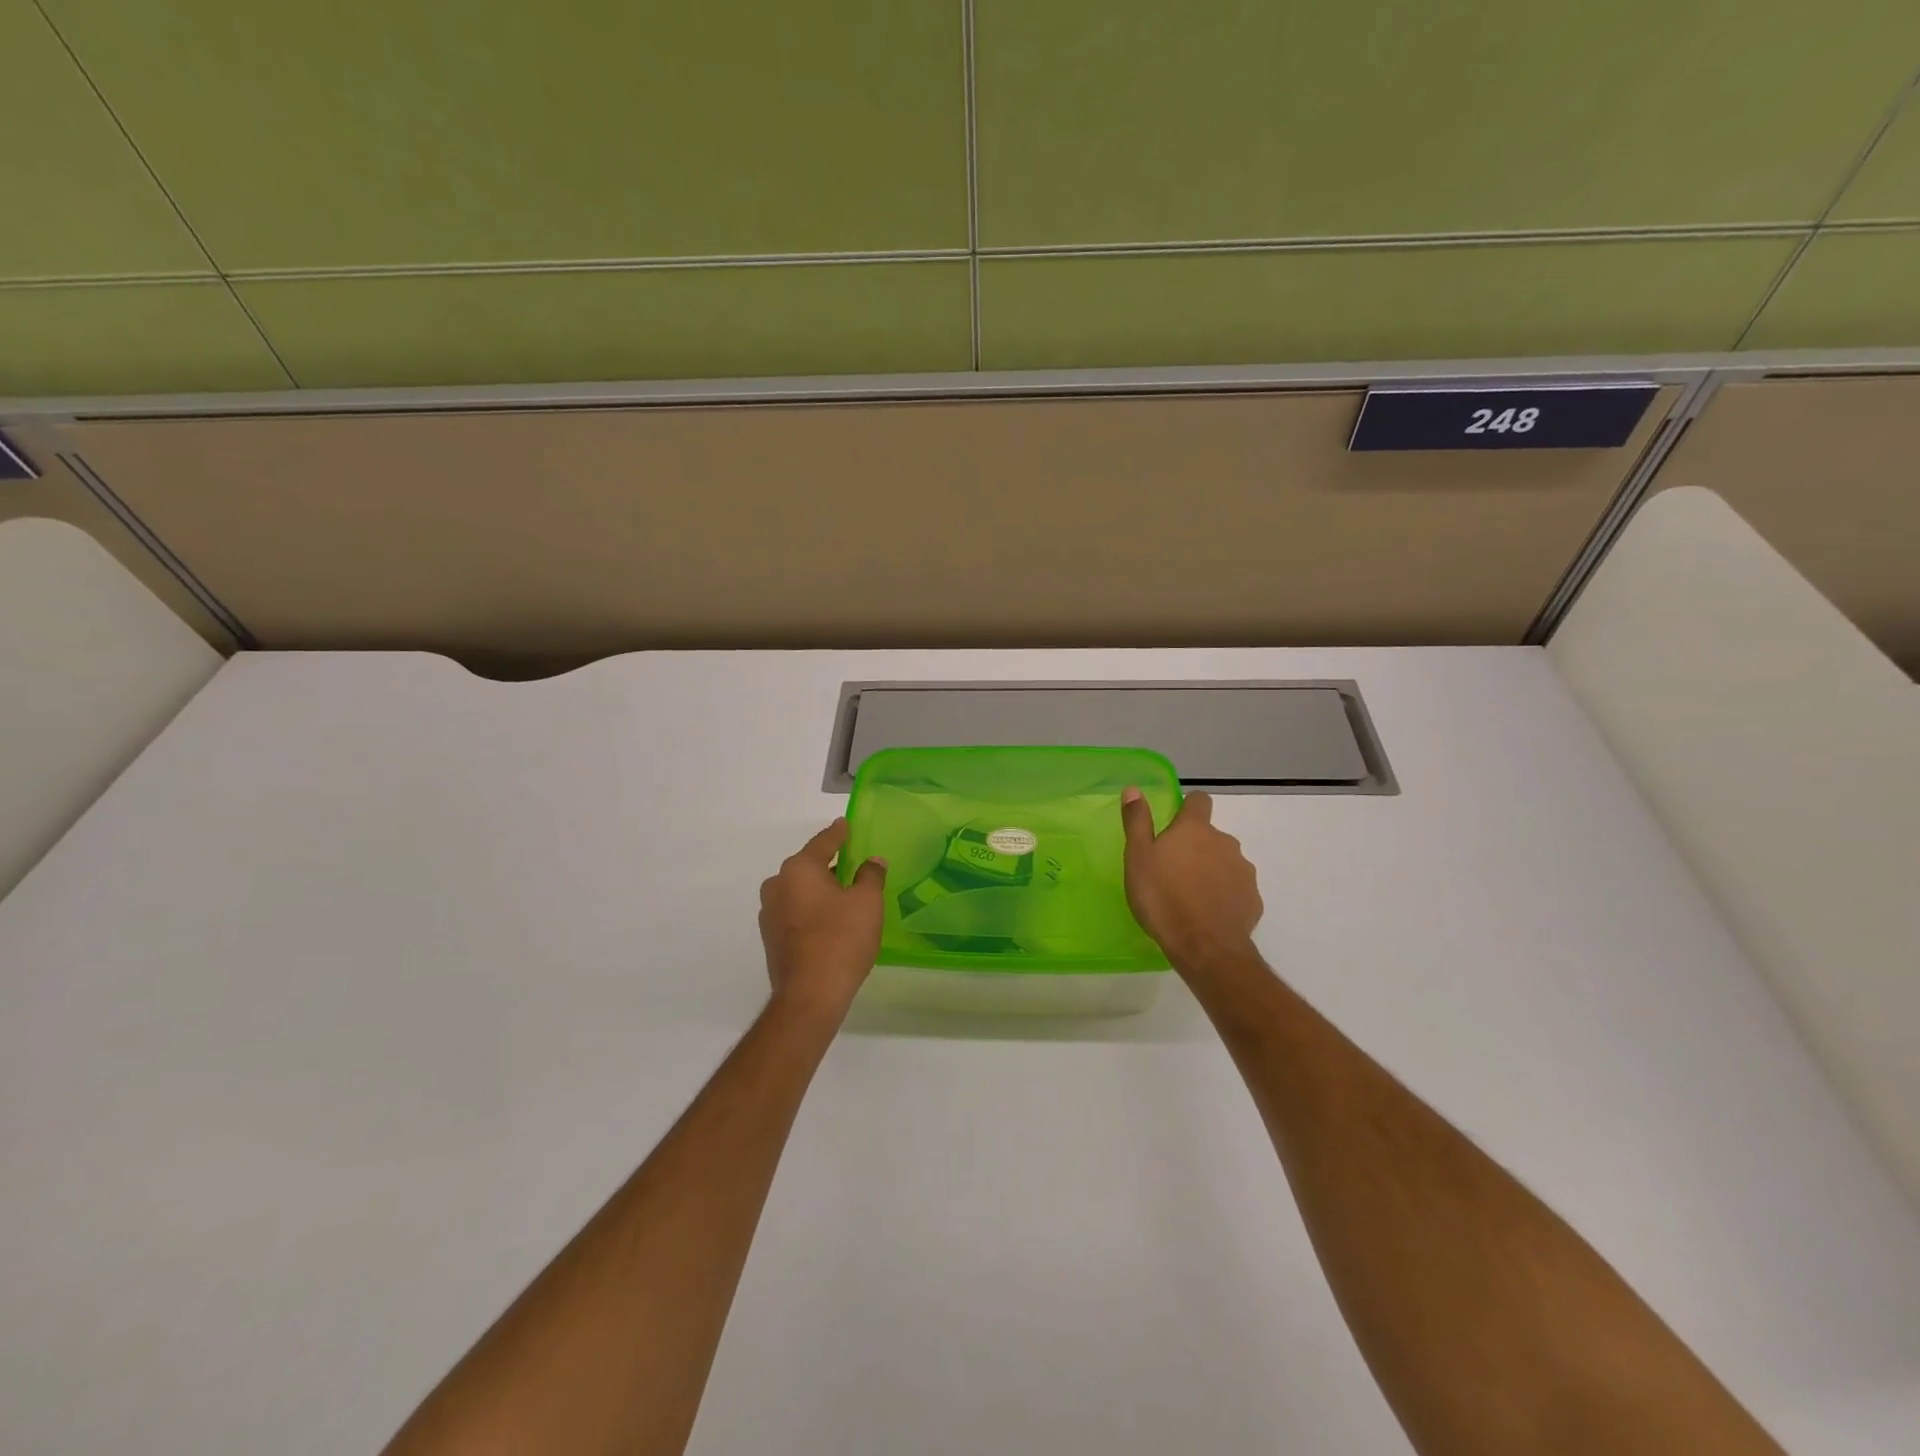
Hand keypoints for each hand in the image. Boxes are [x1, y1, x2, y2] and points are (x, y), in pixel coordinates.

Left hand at [759, 820, 886, 1018]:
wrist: (809, 996)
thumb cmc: (841, 940)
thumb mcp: (867, 903)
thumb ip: (871, 875)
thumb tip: (872, 861)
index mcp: (800, 868)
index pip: (823, 842)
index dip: (839, 833)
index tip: (846, 824)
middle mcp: (778, 884)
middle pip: (808, 865)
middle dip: (830, 863)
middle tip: (854, 863)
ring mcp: (769, 912)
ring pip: (800, 889)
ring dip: (820, 888)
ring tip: (845, 895)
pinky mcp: (770, 937)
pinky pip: (795, 910)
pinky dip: (811, 908)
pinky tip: (830, 920)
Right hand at [1120, 789, 1262, 967]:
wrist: (1205, 947)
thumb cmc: (1162, 898)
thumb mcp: (1138, 858)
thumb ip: (1137, 821)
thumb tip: (1134, 789)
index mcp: (1195, 829)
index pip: (1198, 800)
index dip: (1187, 807)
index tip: (1173, 824)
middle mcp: (1225, 842)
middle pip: (1210, 835)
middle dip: (1195, 846)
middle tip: (1172, 870)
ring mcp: (1243, 871)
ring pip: (1224, 861)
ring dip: (1210, 870)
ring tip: (1189, 896)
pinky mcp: (1252, 899)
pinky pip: (1235, 889)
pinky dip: (1224, 895)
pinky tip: (1207, 914)